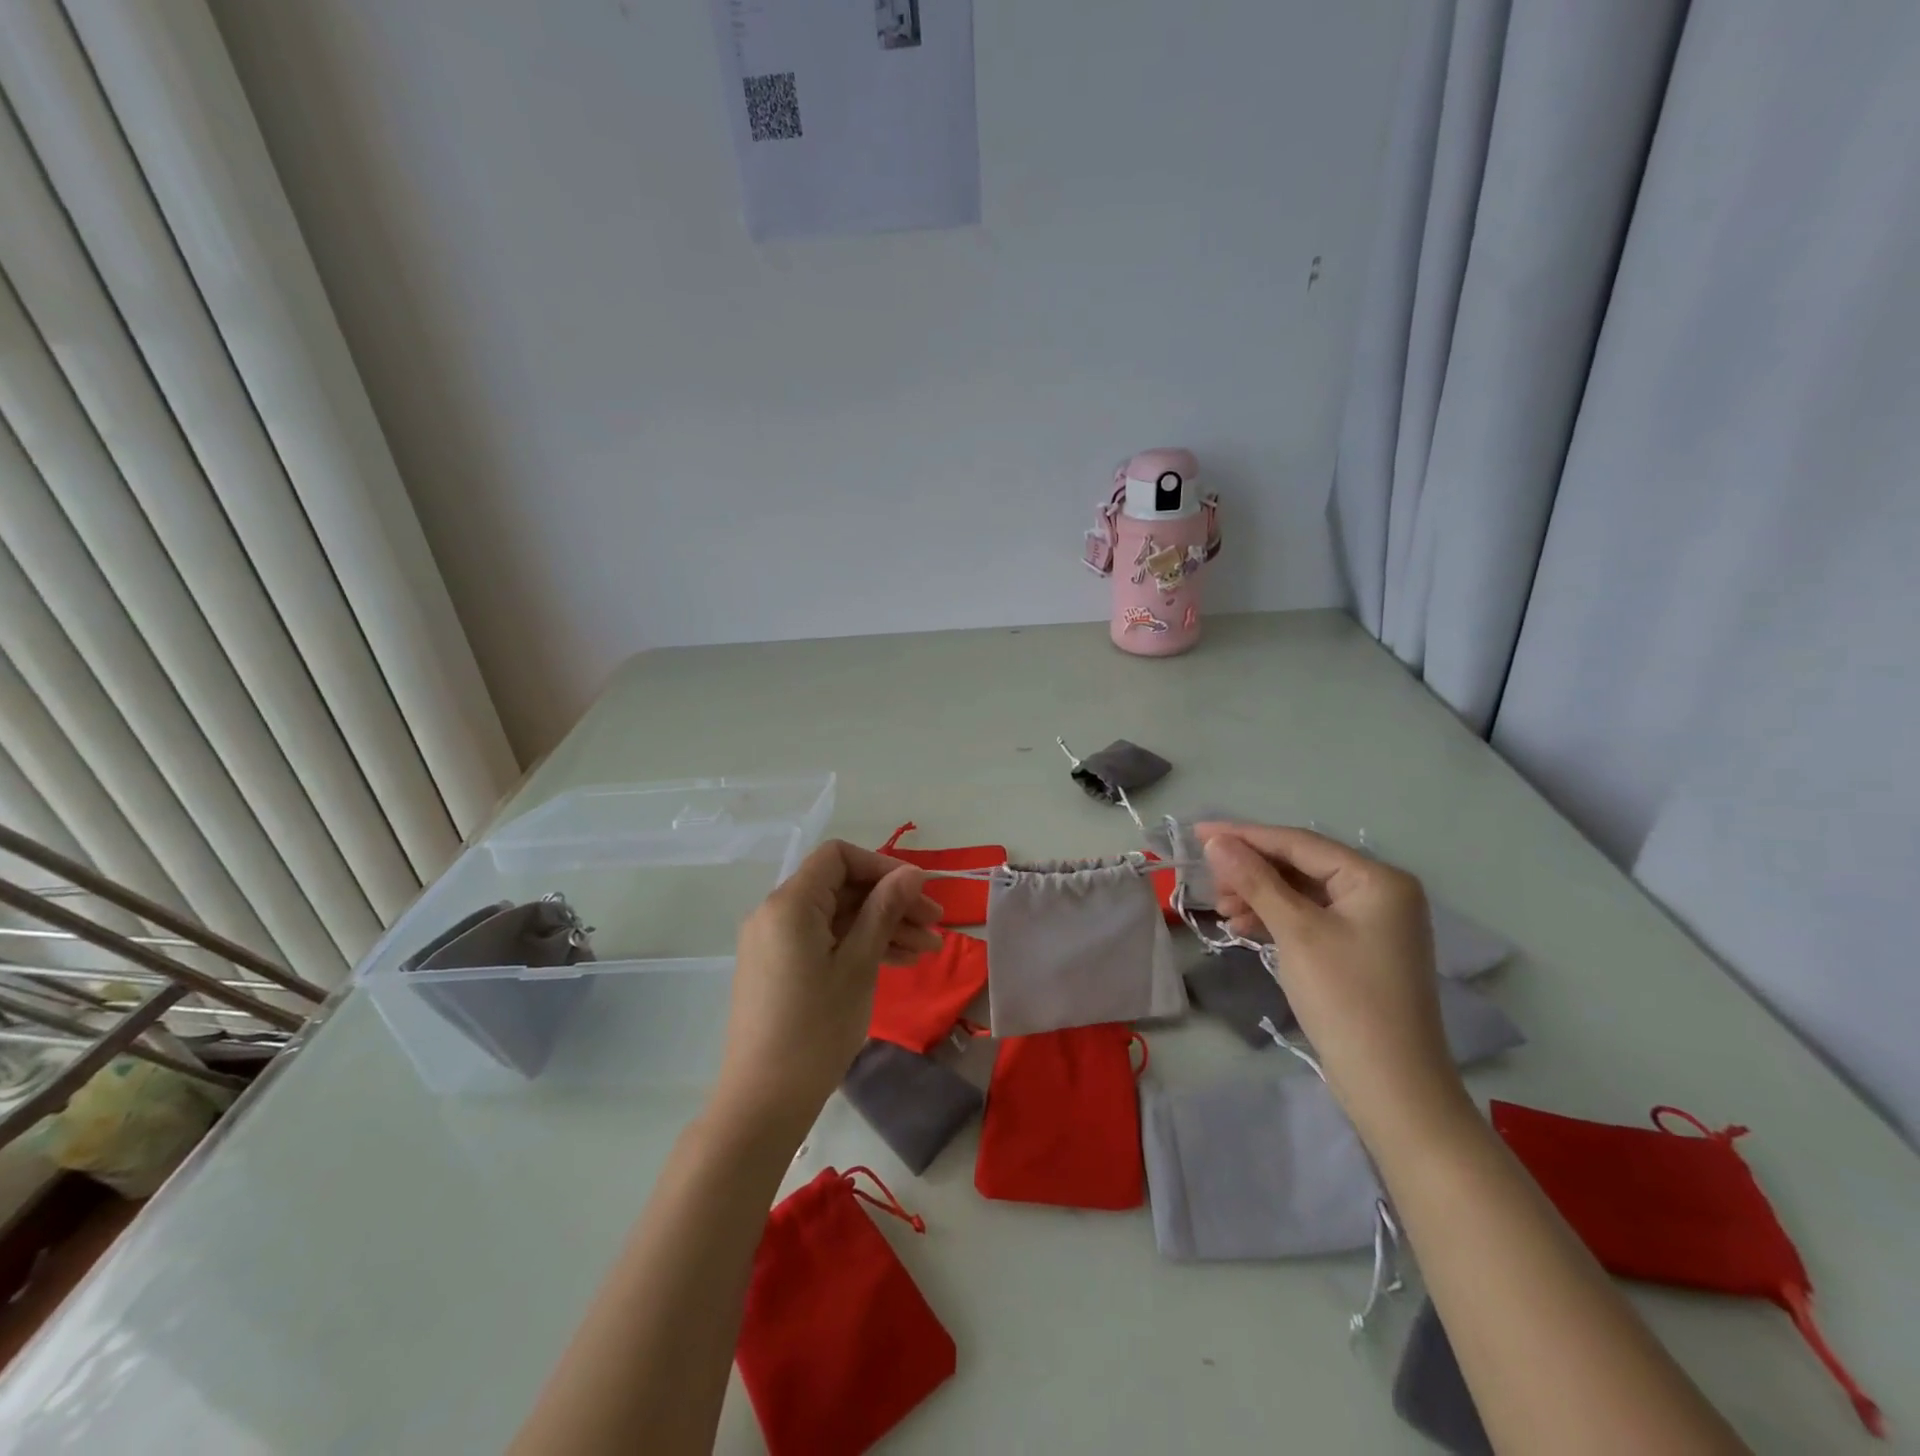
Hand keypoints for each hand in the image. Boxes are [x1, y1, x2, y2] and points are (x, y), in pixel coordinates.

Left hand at [715, 841, 942, 1135]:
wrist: (763, 1101)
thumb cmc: (816, 1028)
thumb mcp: (858, 965)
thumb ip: (884, 910)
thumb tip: (911, 873)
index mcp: (790, 903)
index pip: (838, 857)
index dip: (882, 866)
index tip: (918, 891)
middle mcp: (775, 912)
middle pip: (841, 887)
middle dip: (890, 901)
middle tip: (935, 925)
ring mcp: (775, 941)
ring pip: (836, 916)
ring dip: (881, 926)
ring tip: (927, 949)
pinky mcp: (778, 966)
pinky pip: (823, 940)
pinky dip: (857, 945)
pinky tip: (897, 961)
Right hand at [1196, 823, 1466, 1141]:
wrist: (1391, 1086)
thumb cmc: (1345, 998)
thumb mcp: (1296, 932)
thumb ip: (1256, 880)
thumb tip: (1217, 841)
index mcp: (1377, 879)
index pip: (1299, 843)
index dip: (1245, 836)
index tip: (1198, 833)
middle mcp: (1380, 892)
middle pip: (1301, 866)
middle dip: (1252, 872)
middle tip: (1209, 883)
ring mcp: (1371, 923)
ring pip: (1301, 893)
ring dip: (1259, 897)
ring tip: (1222, 911)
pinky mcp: (1358, 950)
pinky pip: (1309, 919)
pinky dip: (1276, 919)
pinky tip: (1243, 927)